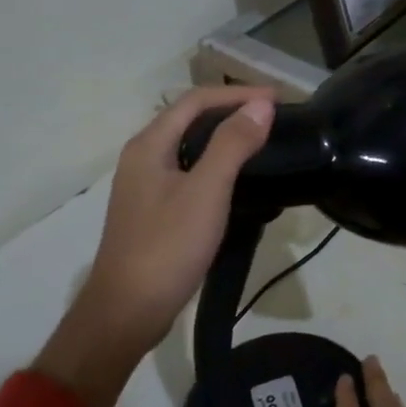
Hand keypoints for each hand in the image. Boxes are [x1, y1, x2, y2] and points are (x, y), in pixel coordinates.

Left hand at [33, 85, 274, 406]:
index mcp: (149, 145)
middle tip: (274, 117)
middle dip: (233, 110)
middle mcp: (143, 157)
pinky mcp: (155, 209)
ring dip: (226, 136)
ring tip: (264, 140)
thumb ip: (232, 145)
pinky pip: (190, 170)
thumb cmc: (166, 247)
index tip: (278, 99)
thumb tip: (261, 105)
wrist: (126, 313)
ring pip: (190, 145)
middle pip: (191, 118)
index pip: (197, 100)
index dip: (238, 93)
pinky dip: (217, 163)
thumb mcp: (206, 192)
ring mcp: (146, 185)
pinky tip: (239, 178)